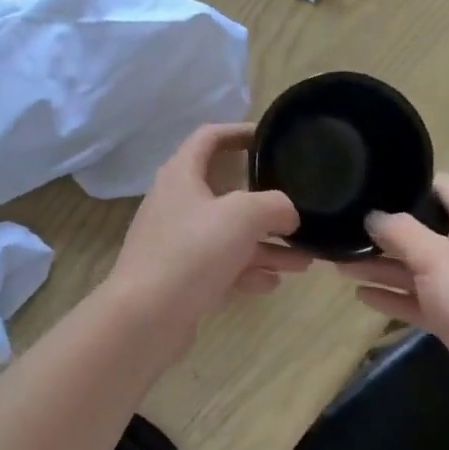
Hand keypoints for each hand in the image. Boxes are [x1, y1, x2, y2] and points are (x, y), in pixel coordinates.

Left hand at [105, 123, 310, 342]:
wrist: (145, 317)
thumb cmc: (192, 252)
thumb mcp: (242, 216)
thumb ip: (274, 205)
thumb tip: (287, 213)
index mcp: (181, 175)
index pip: (209, 137)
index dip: (238, 132)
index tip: (269, 137)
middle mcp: (176, 204)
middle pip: (226, 193)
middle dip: (266, 206)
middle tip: (298, 214)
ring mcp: (177, 243)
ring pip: (229, 236)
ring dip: (265, 246)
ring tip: (303, 261)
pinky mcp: (181, 277)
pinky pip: (221, 266)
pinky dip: (246, 271)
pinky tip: (272, 284)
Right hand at [337, 174, 448, 397]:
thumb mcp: (435, 258)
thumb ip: (400, 232)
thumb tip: (373, 215)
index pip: (447, 190)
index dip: (413, 183)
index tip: (374, 184)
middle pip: (426, 233)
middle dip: (386, 232)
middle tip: (345, 229)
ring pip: (418, 271)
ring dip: (382, 267)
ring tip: (339, 263)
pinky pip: (420, 302)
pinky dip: (393, 297)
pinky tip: (361, 295)